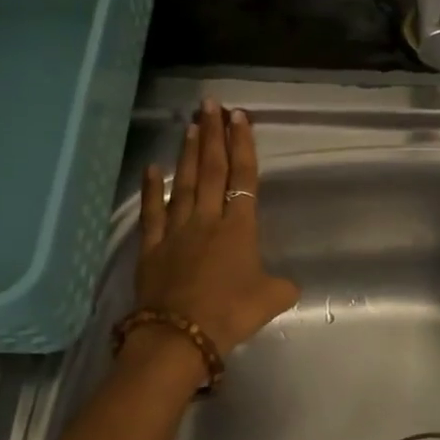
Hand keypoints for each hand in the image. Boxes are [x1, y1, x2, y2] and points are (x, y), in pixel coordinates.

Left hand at [134, 100, 299, 359]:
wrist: (181, 335)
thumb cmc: (231, 313)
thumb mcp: (271, 300)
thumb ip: (282, 286)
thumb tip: (288, 285)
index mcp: (239, 228)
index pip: (243, 177)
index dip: (243, 146)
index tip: (239, 117)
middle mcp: (208, 220)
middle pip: (211, 170)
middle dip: (213, 135)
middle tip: (211, 105)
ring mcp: (177, 231)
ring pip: (184, 183)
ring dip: (188, 153)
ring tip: (191, 125)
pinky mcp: (152, 247)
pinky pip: (152, 212)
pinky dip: (151, 189)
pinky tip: (152, 168)